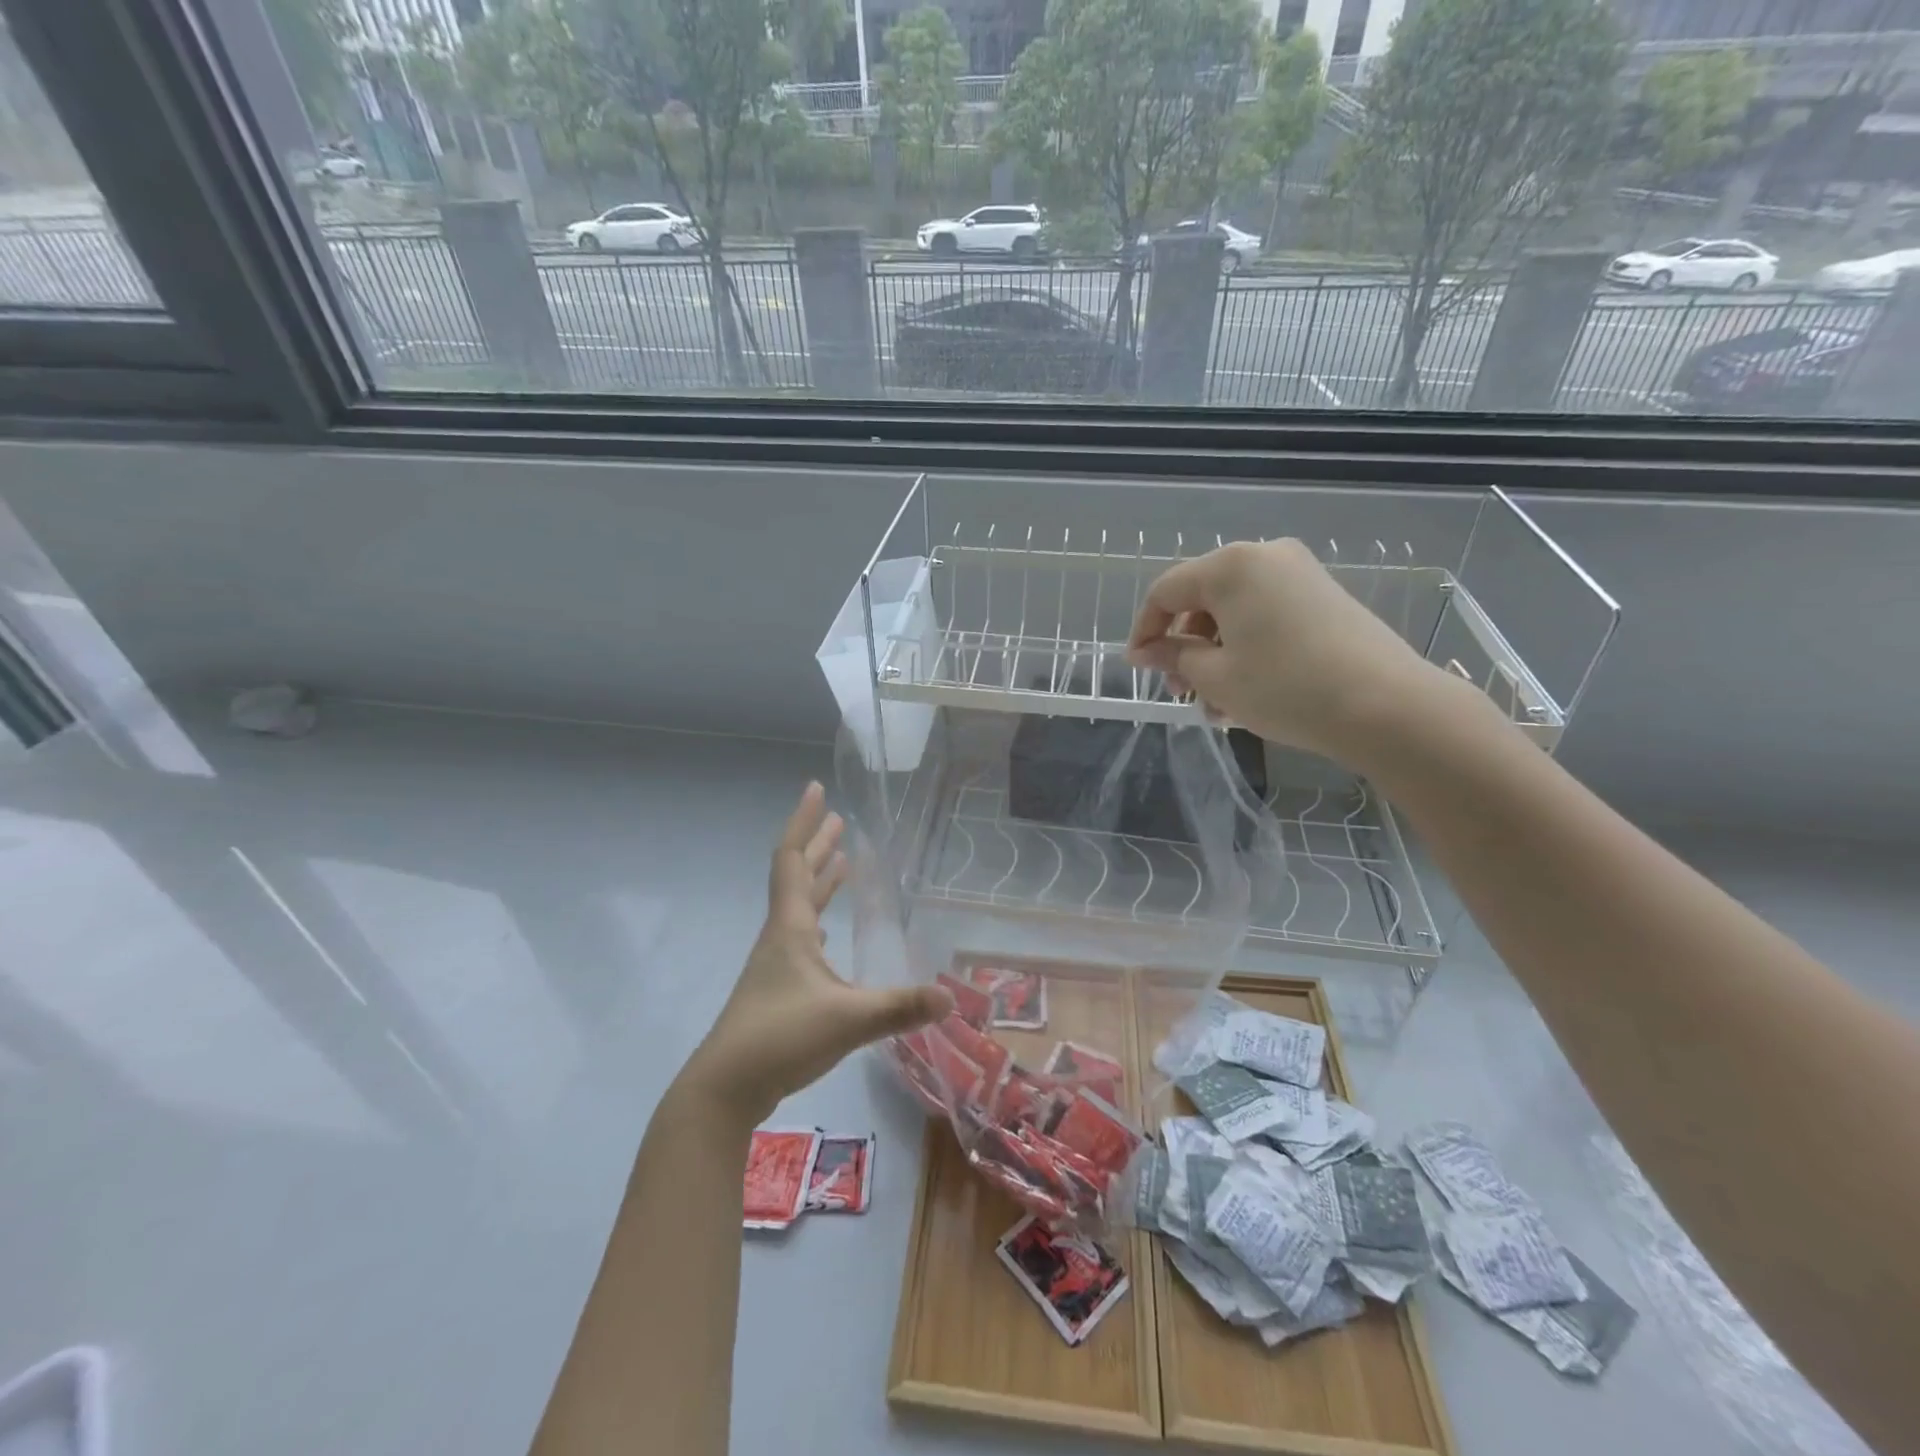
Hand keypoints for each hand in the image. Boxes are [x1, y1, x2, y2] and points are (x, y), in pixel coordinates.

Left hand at [679, 783, 951, 1125]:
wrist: (724, 1087)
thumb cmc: (780, 1037)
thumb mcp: (847, 1020)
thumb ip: (900, 1008)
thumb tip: (951, 998)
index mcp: (791, 928)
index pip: (794, 860)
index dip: (804, 822)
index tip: (815, 789)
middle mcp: (781, 936)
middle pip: (798, 877)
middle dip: (818, 845)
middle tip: (838, 819)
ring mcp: (776, 963)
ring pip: (799, 909)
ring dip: (819, 881)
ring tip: (841, 863)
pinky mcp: (777, 989)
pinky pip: (801, 938)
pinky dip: (817, 921)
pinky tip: (828, 934)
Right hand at [1125, 538, 1444, 761]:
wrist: (1385, 706)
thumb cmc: (1284, 687)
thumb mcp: (1216, 677)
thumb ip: (1174, 657)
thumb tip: (1147, 651)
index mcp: (1230, 566)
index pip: (1166, 591)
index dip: (1144, 630)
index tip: (1139, 669)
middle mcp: (1264, 556)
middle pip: (1202, 599)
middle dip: (1184, 647)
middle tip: (1182, 692)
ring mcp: (1299, 574)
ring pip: (1234, 612)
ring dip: (1215, 655)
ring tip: (1216, 704)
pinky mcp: (1323, 596)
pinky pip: (1265, 616)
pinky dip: (1246, 648)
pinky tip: (1247, 691)